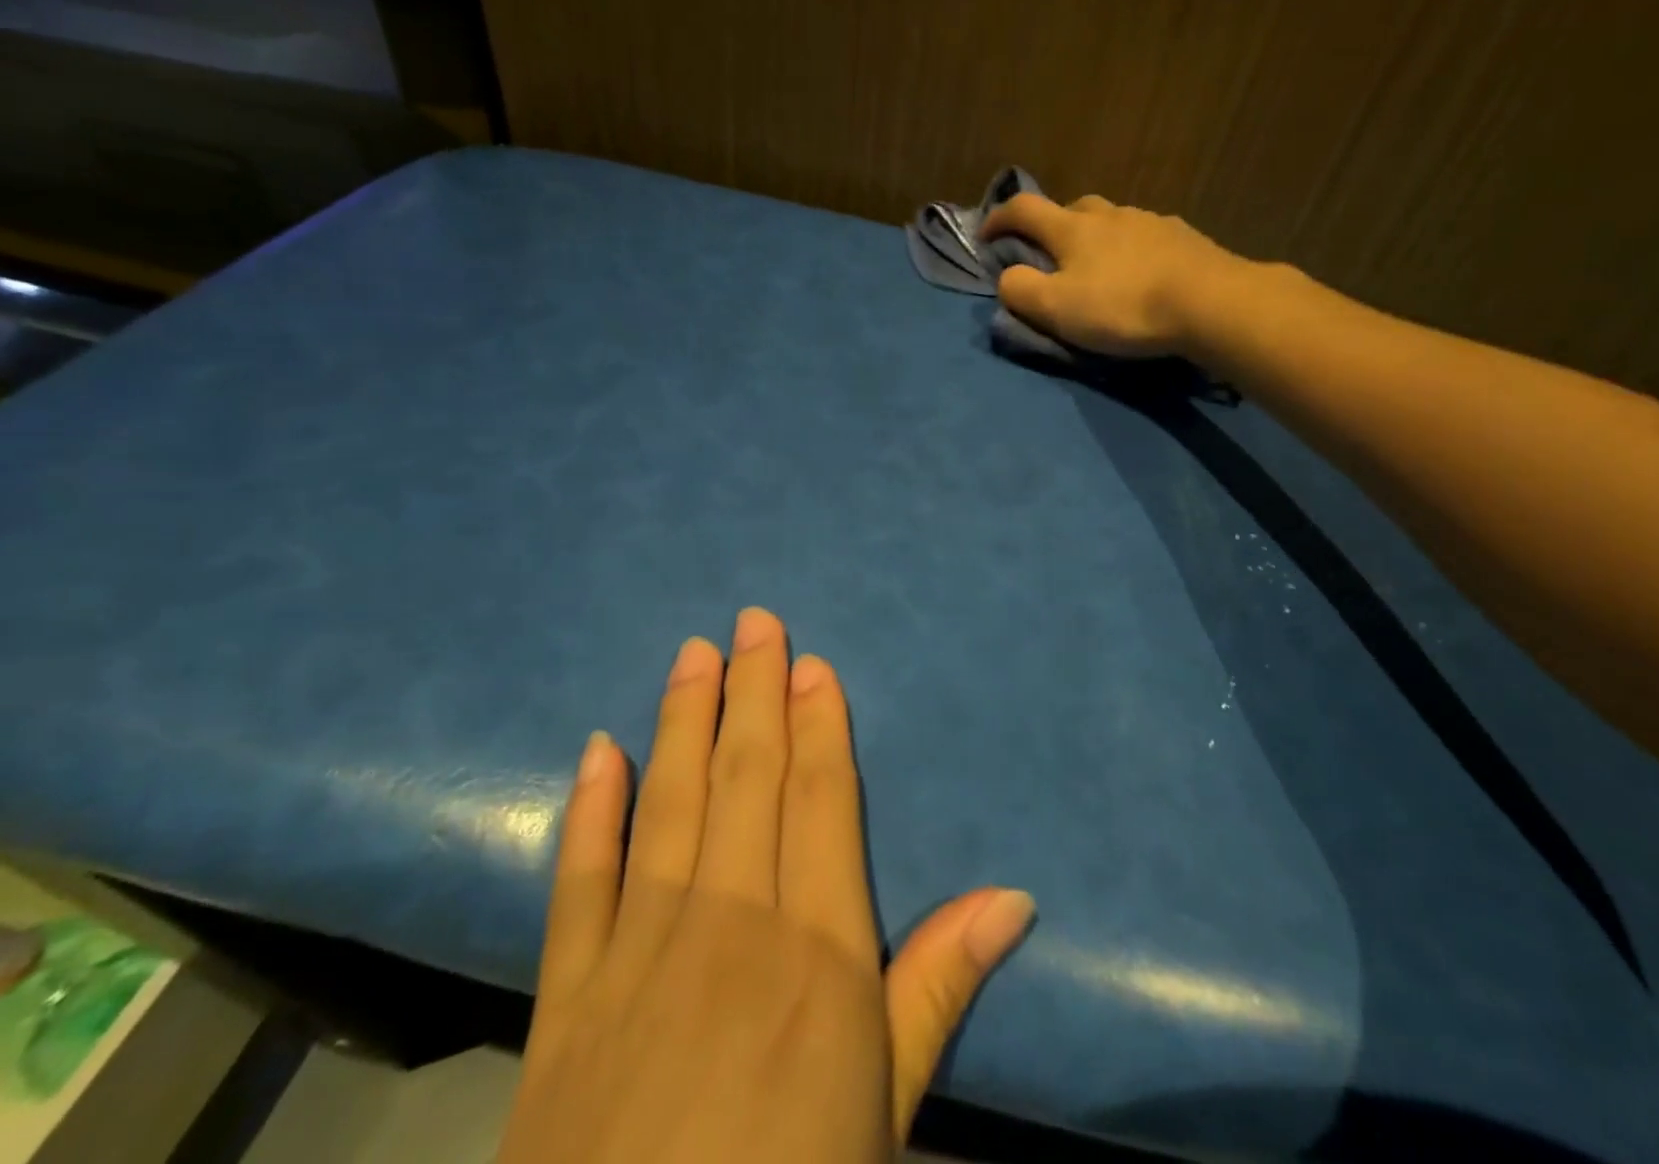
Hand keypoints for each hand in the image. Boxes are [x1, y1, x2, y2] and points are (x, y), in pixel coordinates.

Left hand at [497, 608, 1033, 1163]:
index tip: (812, 663)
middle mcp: (730, 924)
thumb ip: (940, 989)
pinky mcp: (569, 996)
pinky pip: (578, 881)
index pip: (822, 800)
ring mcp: (642, 952)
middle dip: (754, 691)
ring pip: (669, 803)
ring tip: (693, 654)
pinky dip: (588, 810)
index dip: (820, 724)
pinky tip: (596, 749)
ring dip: (682, 719)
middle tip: (754, 621)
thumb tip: (1015, 897)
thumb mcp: (887, 1110)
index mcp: (816, 951)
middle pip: (747, 777)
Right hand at [978, 193, 1243, 356]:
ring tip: (1099, 268)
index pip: (1023, 209)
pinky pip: (1145, 237)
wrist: (1209, 302)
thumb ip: (1020, 291)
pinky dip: (1131, 250)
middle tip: (1050, 256)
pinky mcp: (1183, 238)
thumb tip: (1007, 277)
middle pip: (1071, 209)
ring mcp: (1150, 222)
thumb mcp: (1057, 308)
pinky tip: (1142, 273)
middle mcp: (1109, 214)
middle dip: (1052, 227)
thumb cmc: (1124, 306)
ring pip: (1111, 221)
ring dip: (1096, 238)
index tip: (986, 236)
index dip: (998, 219)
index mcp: (1072, 229)